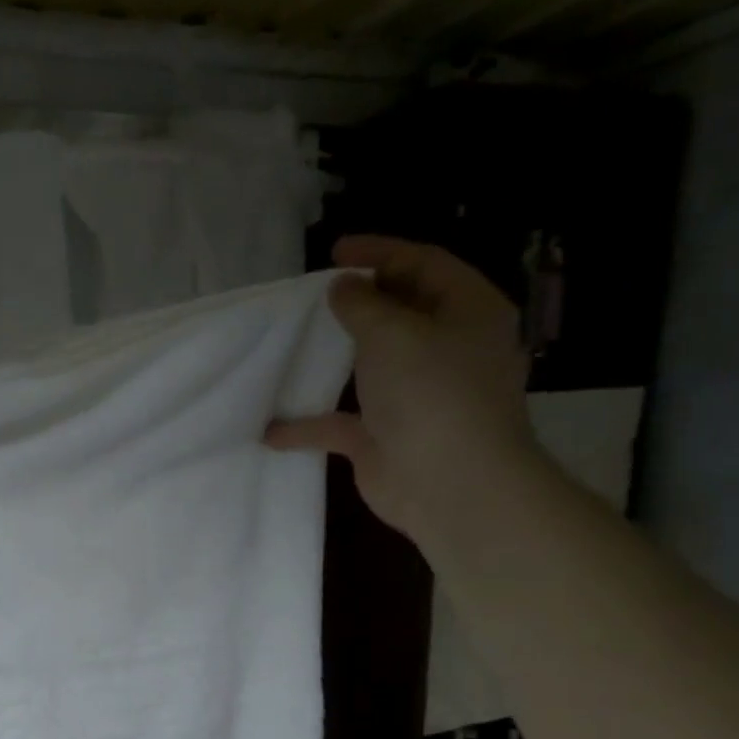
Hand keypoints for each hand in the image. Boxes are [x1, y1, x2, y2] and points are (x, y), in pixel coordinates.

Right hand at [266, 235, 536, 544]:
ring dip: (334, 358)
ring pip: (370, 367)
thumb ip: (362, 304)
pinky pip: (340, 422)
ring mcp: (416, 398)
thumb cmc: (432, 394)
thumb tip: (343, 288)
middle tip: (315, 295)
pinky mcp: (385, 438)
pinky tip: (271, 428)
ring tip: (294, 343)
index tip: (334, 252)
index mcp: (467, 312)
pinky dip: (308, 424)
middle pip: (399, 314)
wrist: (450, 486)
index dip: (380, 252)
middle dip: (359, 302)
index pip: (424, 265)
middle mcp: (446, 351)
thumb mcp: (394, 332)